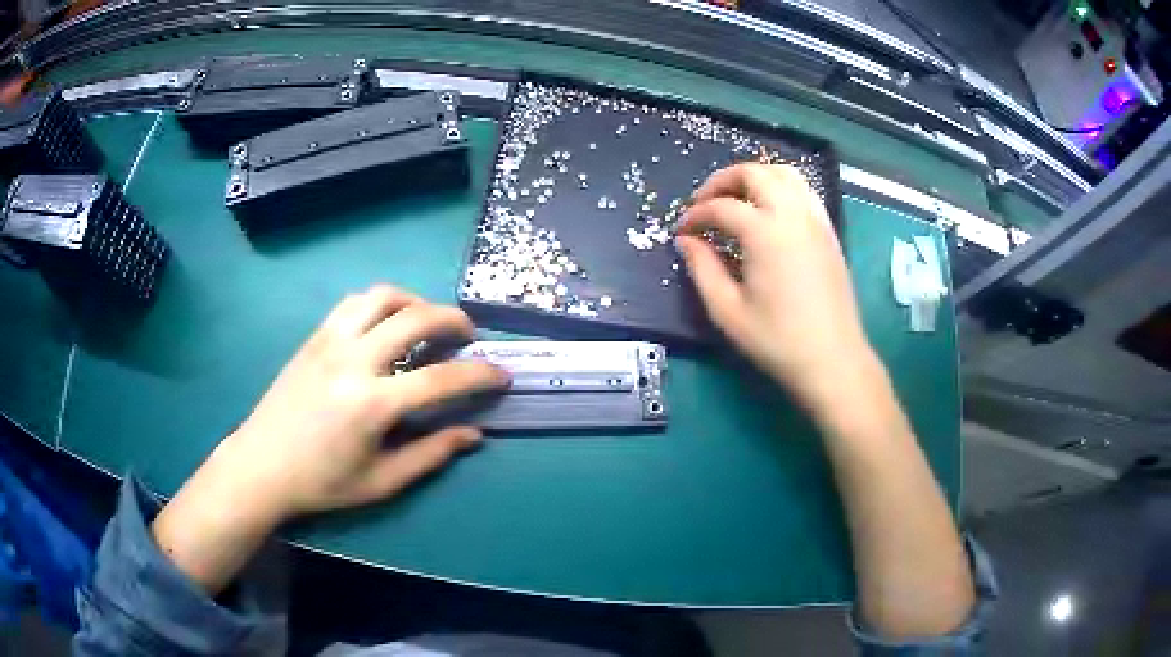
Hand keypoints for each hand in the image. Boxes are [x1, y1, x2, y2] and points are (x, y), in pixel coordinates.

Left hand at [152, 286, 507, 592]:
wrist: (262, 466)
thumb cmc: (322, 482)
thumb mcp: (381, 482)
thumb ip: (430, 455)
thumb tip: (472, 434)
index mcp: (372, 404)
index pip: (440, 379)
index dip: (479, 374)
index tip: (501, 374)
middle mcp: (353, 360)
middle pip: (415, 318)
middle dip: (453, 320)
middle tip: (467, 338)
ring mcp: (330, 341)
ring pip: (382, 296)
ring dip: (415, 302)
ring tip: (426, 323)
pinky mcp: (314, 337)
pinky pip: (354, 303)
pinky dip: (381, 304)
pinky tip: (386, 326)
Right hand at [676, 164, 876, 411]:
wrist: (832, 359)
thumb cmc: (777, 339)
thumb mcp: (727, 310)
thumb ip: (702, 268)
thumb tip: (686, 240)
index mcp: (764, 232)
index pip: (721, 207)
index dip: (695, 215)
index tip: (682, 231)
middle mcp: (792, 214)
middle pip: (754, 173)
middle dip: (722, 181)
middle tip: (704, 202)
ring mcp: (815, 219)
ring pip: (784, 173)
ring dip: (755, 176)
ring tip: (736, 198)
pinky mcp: (828, 231)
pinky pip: (804, 190)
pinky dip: (781, 187)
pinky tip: (770, 210)